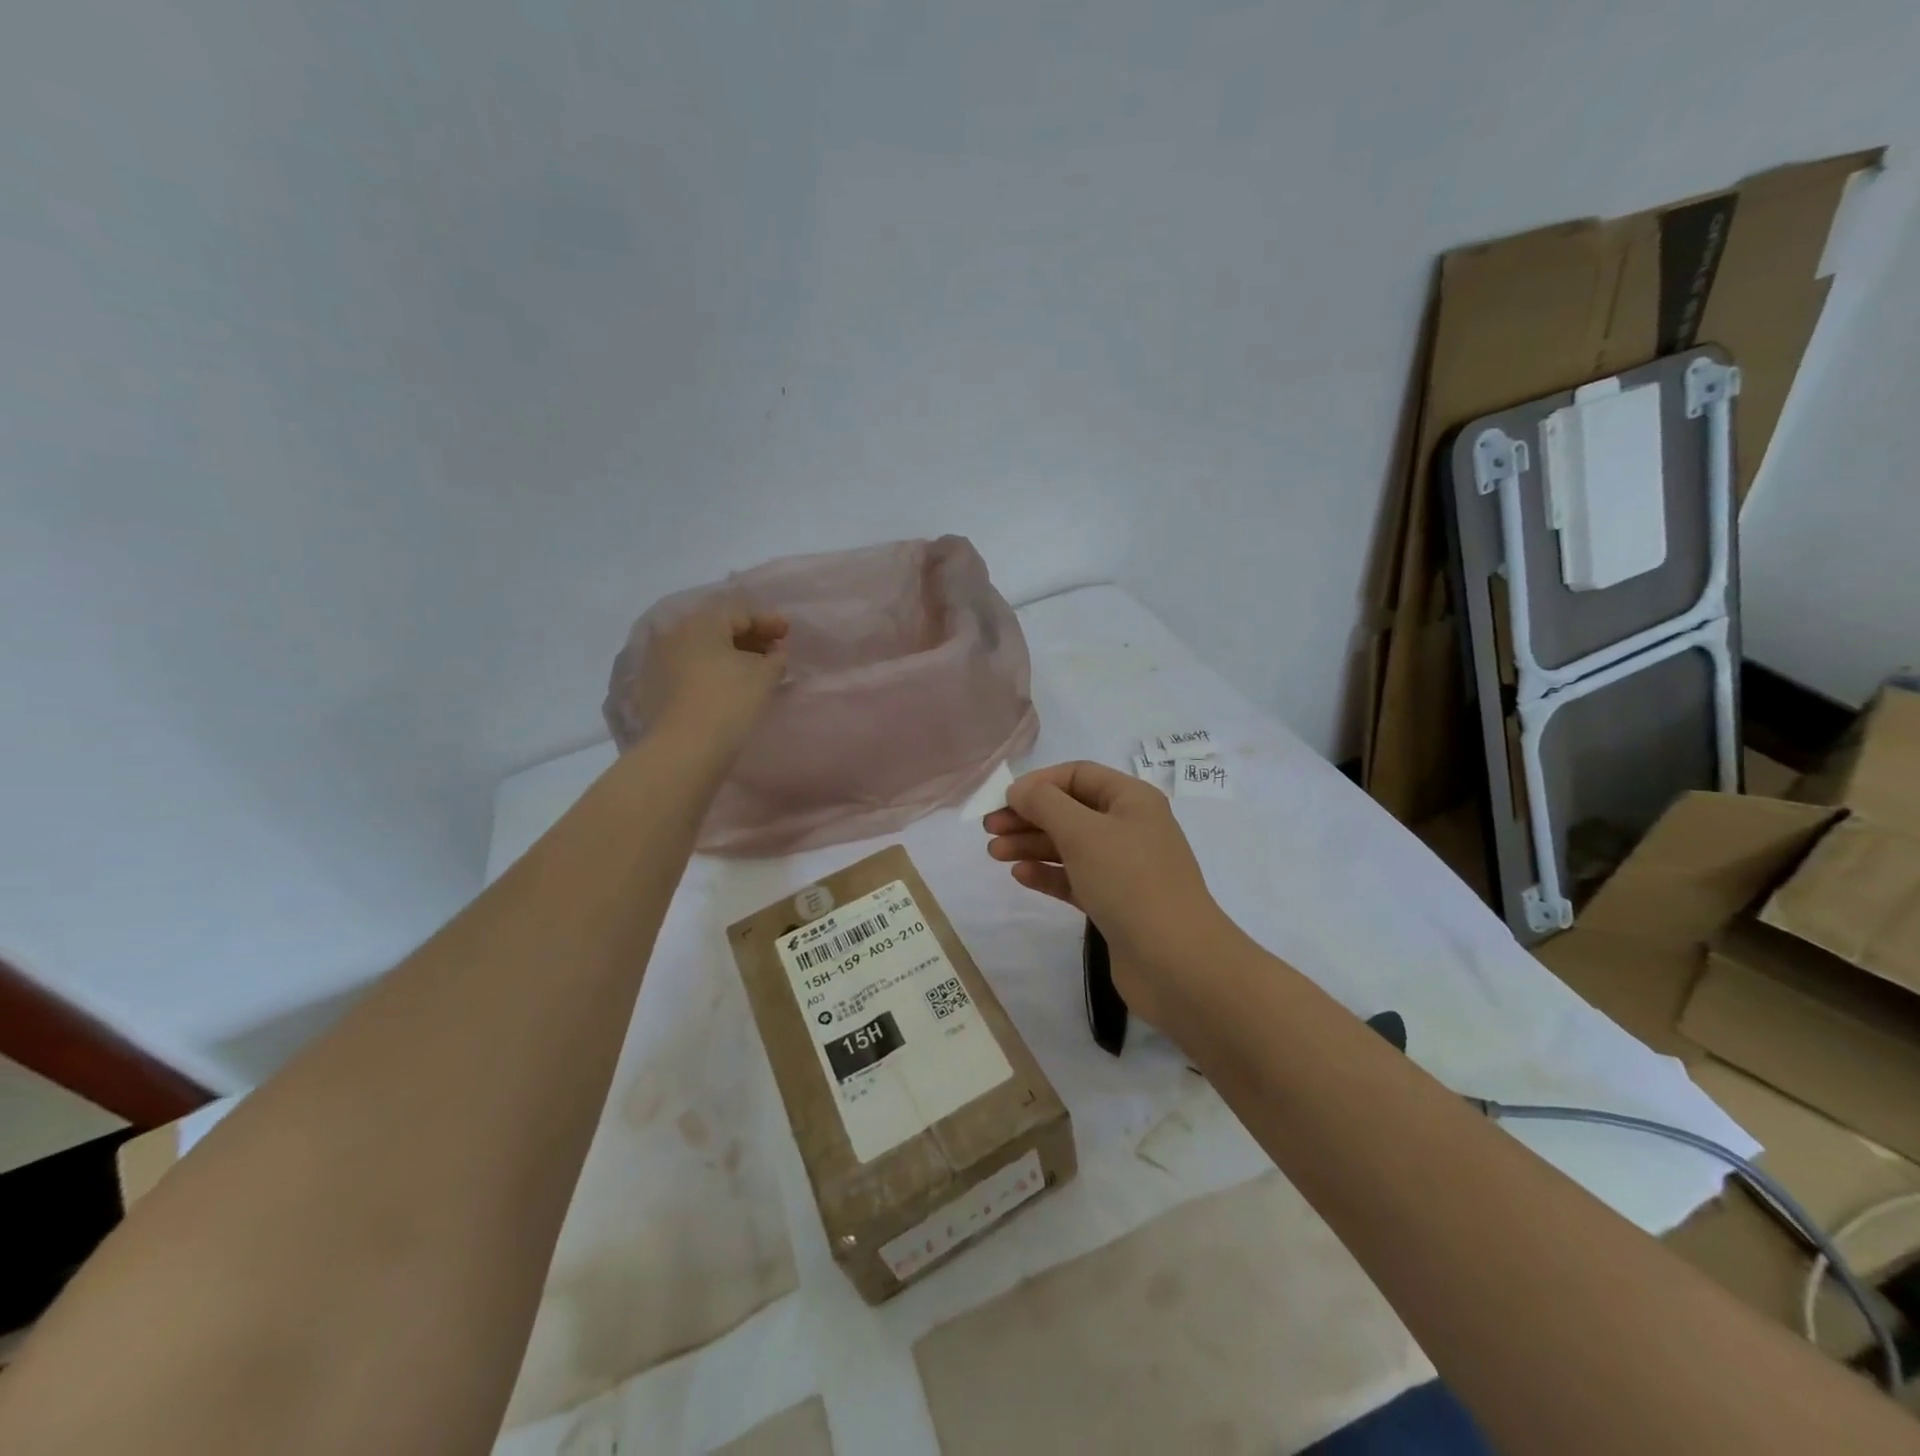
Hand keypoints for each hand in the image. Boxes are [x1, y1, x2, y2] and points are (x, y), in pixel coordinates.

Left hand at [634, 607, 788, 748]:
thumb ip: (775, 656)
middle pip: (718, 629)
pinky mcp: (652, 687)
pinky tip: (725, 686)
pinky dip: (710, 672)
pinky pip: (688, 670)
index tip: (788, 632)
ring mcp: (658, 660)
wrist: (685, 747)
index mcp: (701, 622)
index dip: (769, 622)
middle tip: (772, 650)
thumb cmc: (730, 700)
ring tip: (752, 670)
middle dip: (748, 638)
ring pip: (701, 650)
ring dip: (728, 655)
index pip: (741, 613)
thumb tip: (774, 652)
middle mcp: (674, 633)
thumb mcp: (764, 674)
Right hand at [983, 761, 1241, 1032]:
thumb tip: (1019, 790)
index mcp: (1131, 799)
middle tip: (989, 829)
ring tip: (994, 854)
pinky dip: (1048, 874)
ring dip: (1031, 845)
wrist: (1175, 961)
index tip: (1003, 800)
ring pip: (1069, 846)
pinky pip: (1075, 878)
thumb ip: (1045, 804)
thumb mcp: (1083, 832)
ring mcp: (1124, 867)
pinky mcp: (1116, 903)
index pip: (1078, 775)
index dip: (1039, 783)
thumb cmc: (1129, 881)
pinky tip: (1020, 876)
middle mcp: (1130, 827)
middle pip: (1070, 810)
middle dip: (1028, 816)